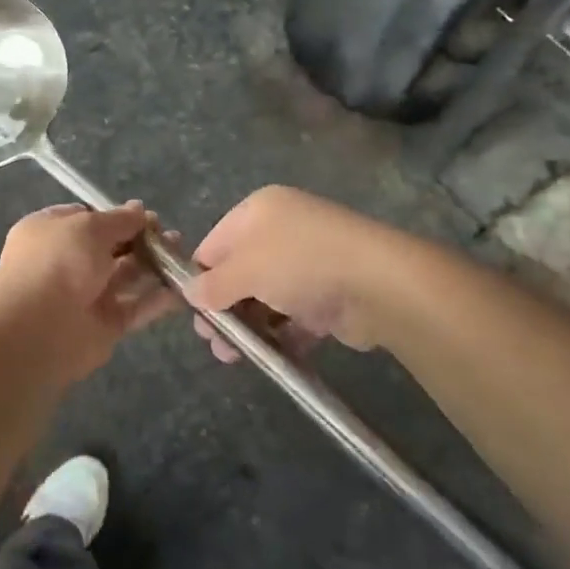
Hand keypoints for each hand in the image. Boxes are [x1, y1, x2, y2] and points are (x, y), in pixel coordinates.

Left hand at [0, 202, 174, 380]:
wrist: (39, 329)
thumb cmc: (58, 262)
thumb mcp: (89, 227)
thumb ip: (119, 219)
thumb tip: (139, 209)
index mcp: (50, 232)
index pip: (86, 218)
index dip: (116, 216)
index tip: (145, 216)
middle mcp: (66, 262)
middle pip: (110, 247)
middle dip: (140, 240)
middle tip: (170, 235)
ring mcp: (85, 295)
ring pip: (125, 276)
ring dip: (153, 265)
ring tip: (181, 255)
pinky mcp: (104, 325)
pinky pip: (135, 307)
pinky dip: (157, 298)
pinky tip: (182, 287)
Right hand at [183, 186, 399, 362]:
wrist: (378, 284)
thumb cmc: (300, 264)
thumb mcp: (244, 270)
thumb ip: (212, 284)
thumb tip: (190, 294)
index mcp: (258, 211)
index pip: (214, 244)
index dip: (200, 278)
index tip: (194, 314)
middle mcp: (282, 230)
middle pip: (240, 272)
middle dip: (224, 308)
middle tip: (215, 342)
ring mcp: (309, 263)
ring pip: (266, 298)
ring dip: (250, 327)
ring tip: (237, 357)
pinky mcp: (330, 294)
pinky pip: (295, 315)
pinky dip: (283, 334)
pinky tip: (272, 357)